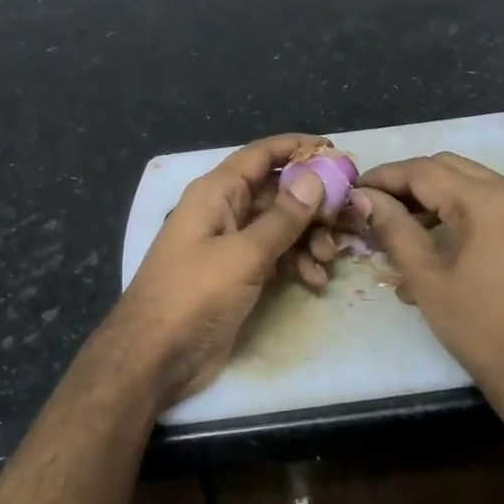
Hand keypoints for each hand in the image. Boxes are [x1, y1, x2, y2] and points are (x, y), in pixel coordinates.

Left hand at [112, 134, 331, 405]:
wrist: (156, 356)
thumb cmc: (194, 295)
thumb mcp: (244, 254)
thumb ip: (282, 217)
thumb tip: (314, 178)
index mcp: (217, 193)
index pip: (261, 155)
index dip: (296, 148)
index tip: (335, 151)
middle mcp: (223, 210)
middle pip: (277, 191)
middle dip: (313, 203)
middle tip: (347, 218)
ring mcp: (230, 244)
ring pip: (280, 226)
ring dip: (308, 237)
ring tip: (329, 258)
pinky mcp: (237, 274)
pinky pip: (274, 255)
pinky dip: (296, 263)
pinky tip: (315, 280)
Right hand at [356, 154, 503, 405]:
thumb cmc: (482, 330)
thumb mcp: (427, 278)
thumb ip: (393, 228)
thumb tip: (363, 196)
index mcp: (490, 201)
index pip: (425, 171)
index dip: (385, 177)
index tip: (353, 189)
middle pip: (449, 168)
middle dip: (408, 182)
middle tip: (372, 204)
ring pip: (471, 181)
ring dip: (433, 194)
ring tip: (397, 223)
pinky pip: (491, 202)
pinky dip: (459, 208)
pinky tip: (434, 236)